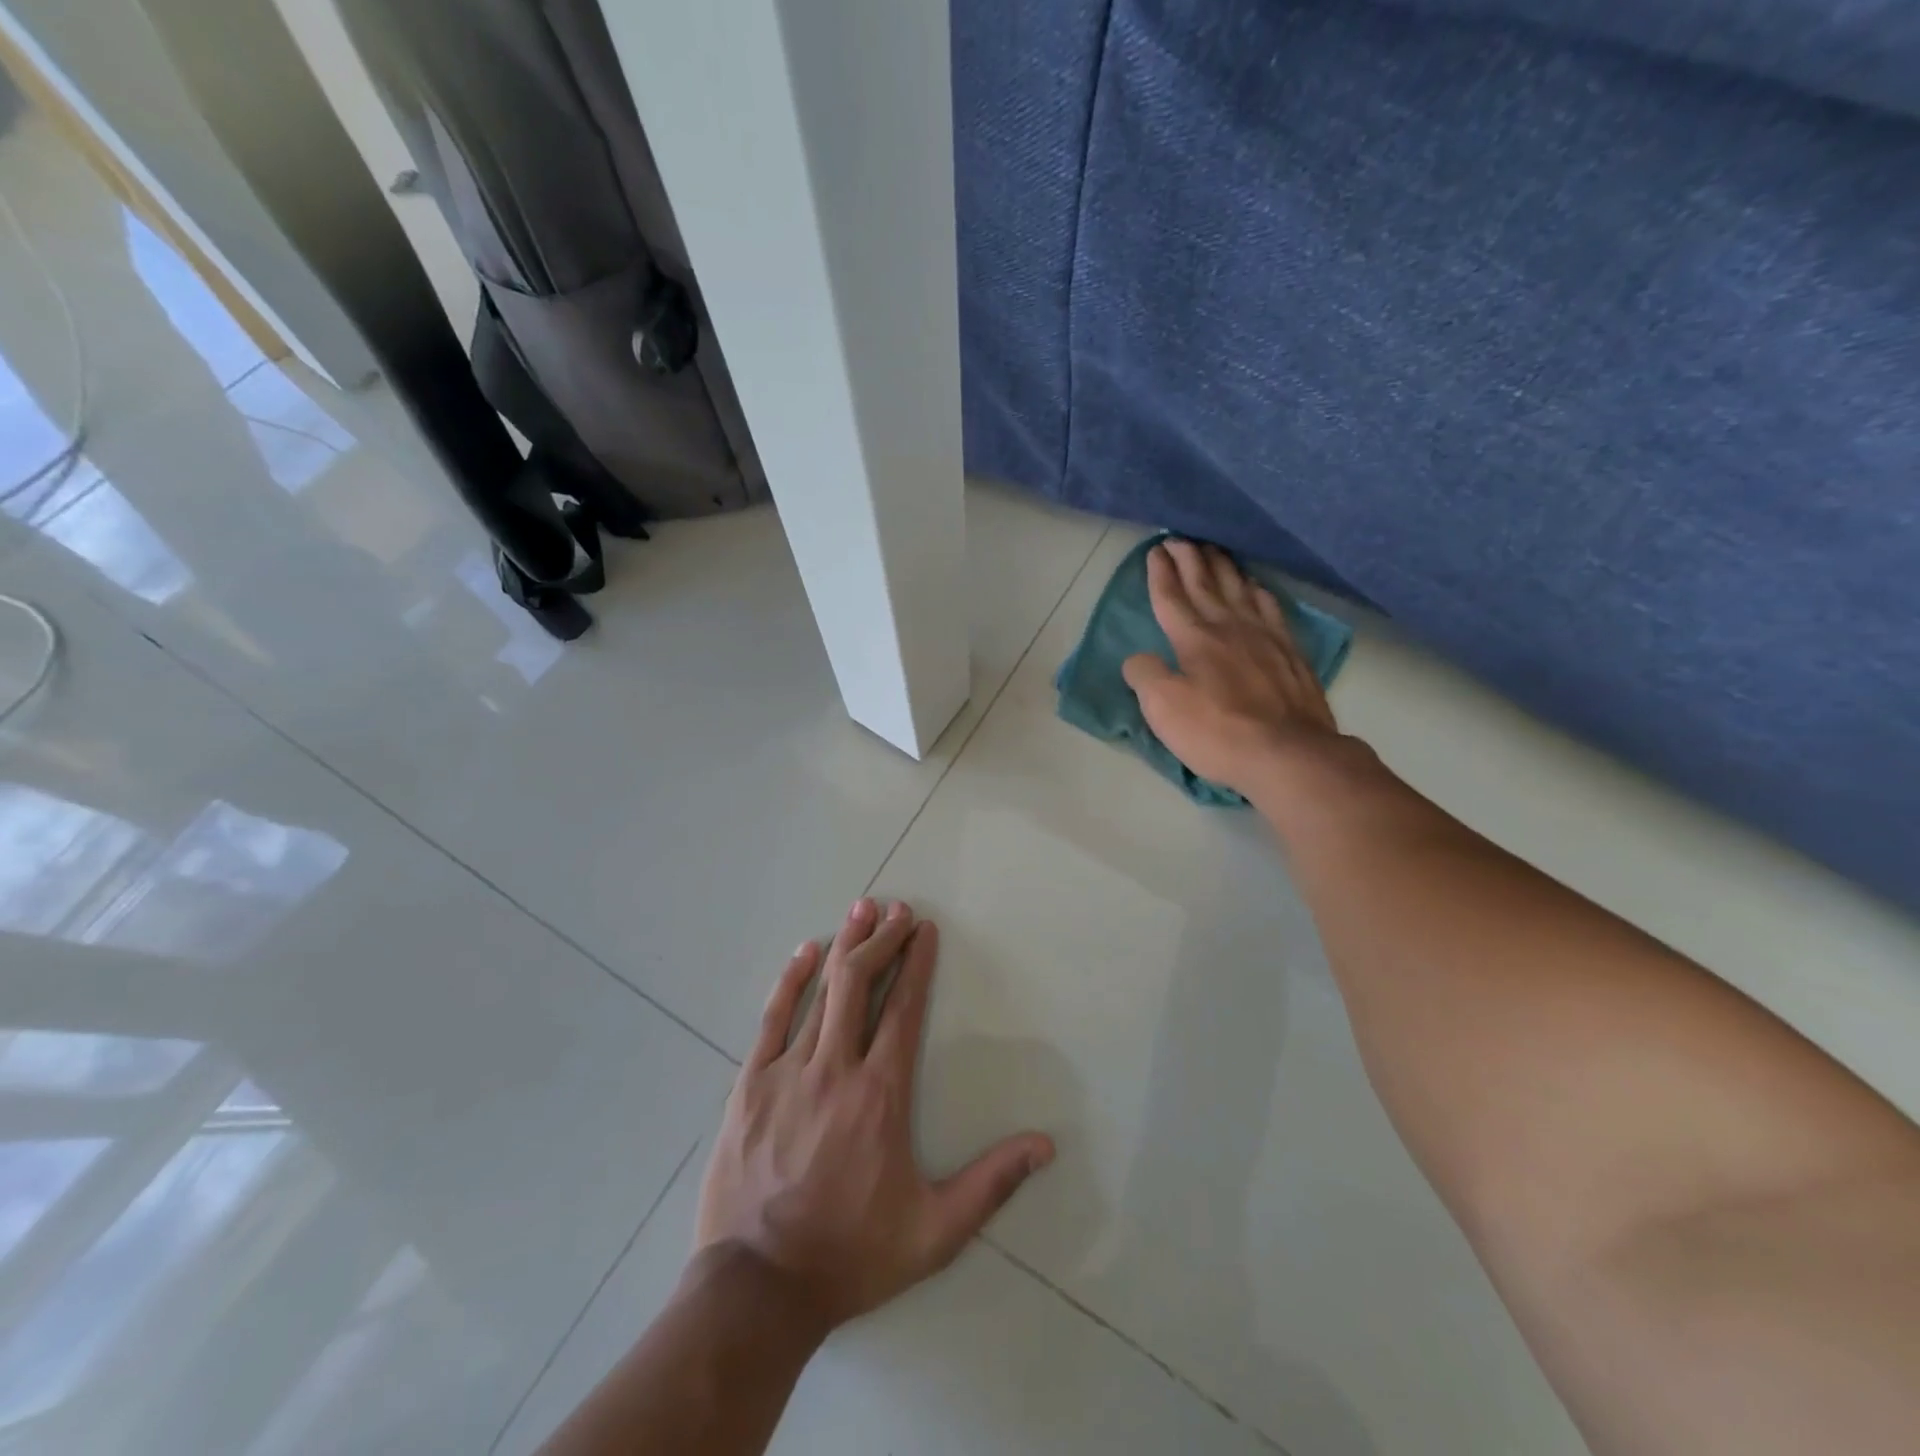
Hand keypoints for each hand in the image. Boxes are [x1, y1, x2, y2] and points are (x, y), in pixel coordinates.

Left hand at [694, 898, 1054, 1332]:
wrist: (756, 1291)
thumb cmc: (850, 1255)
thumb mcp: (934, 1232)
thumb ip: (991, 1183)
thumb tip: (1046, 1145)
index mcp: (880, 1095)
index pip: (904, 1010)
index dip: (917, 963)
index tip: (925, 929)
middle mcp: (835, 1070)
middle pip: (861, 985)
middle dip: (882, 940)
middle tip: (897, 909)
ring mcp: (788, 1073)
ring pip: (821, 993)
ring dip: (845, 946)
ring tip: (862, 909)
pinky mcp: (749, 1085)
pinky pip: (772, 1019)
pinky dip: (790, 981)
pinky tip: (805, 952)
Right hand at [1122, 539, 1340, 792]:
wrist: (1289, 753)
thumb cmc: (1218, 733)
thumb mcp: (1163, 709)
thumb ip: (1144, 676)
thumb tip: (1138, 659)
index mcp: (1194, 639)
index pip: (1171, 597)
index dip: (1160, 573)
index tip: (1155, 550)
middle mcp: (1229, 627)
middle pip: (1205, 583)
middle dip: (1189, 558)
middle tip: (1180, 538)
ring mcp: (1264, 637)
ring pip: (1239, 589)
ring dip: (1223, 567)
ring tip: (1214, 550)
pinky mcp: (1290, 652)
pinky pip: (1271, 608)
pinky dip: (1259, 591)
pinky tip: (1256, 587)